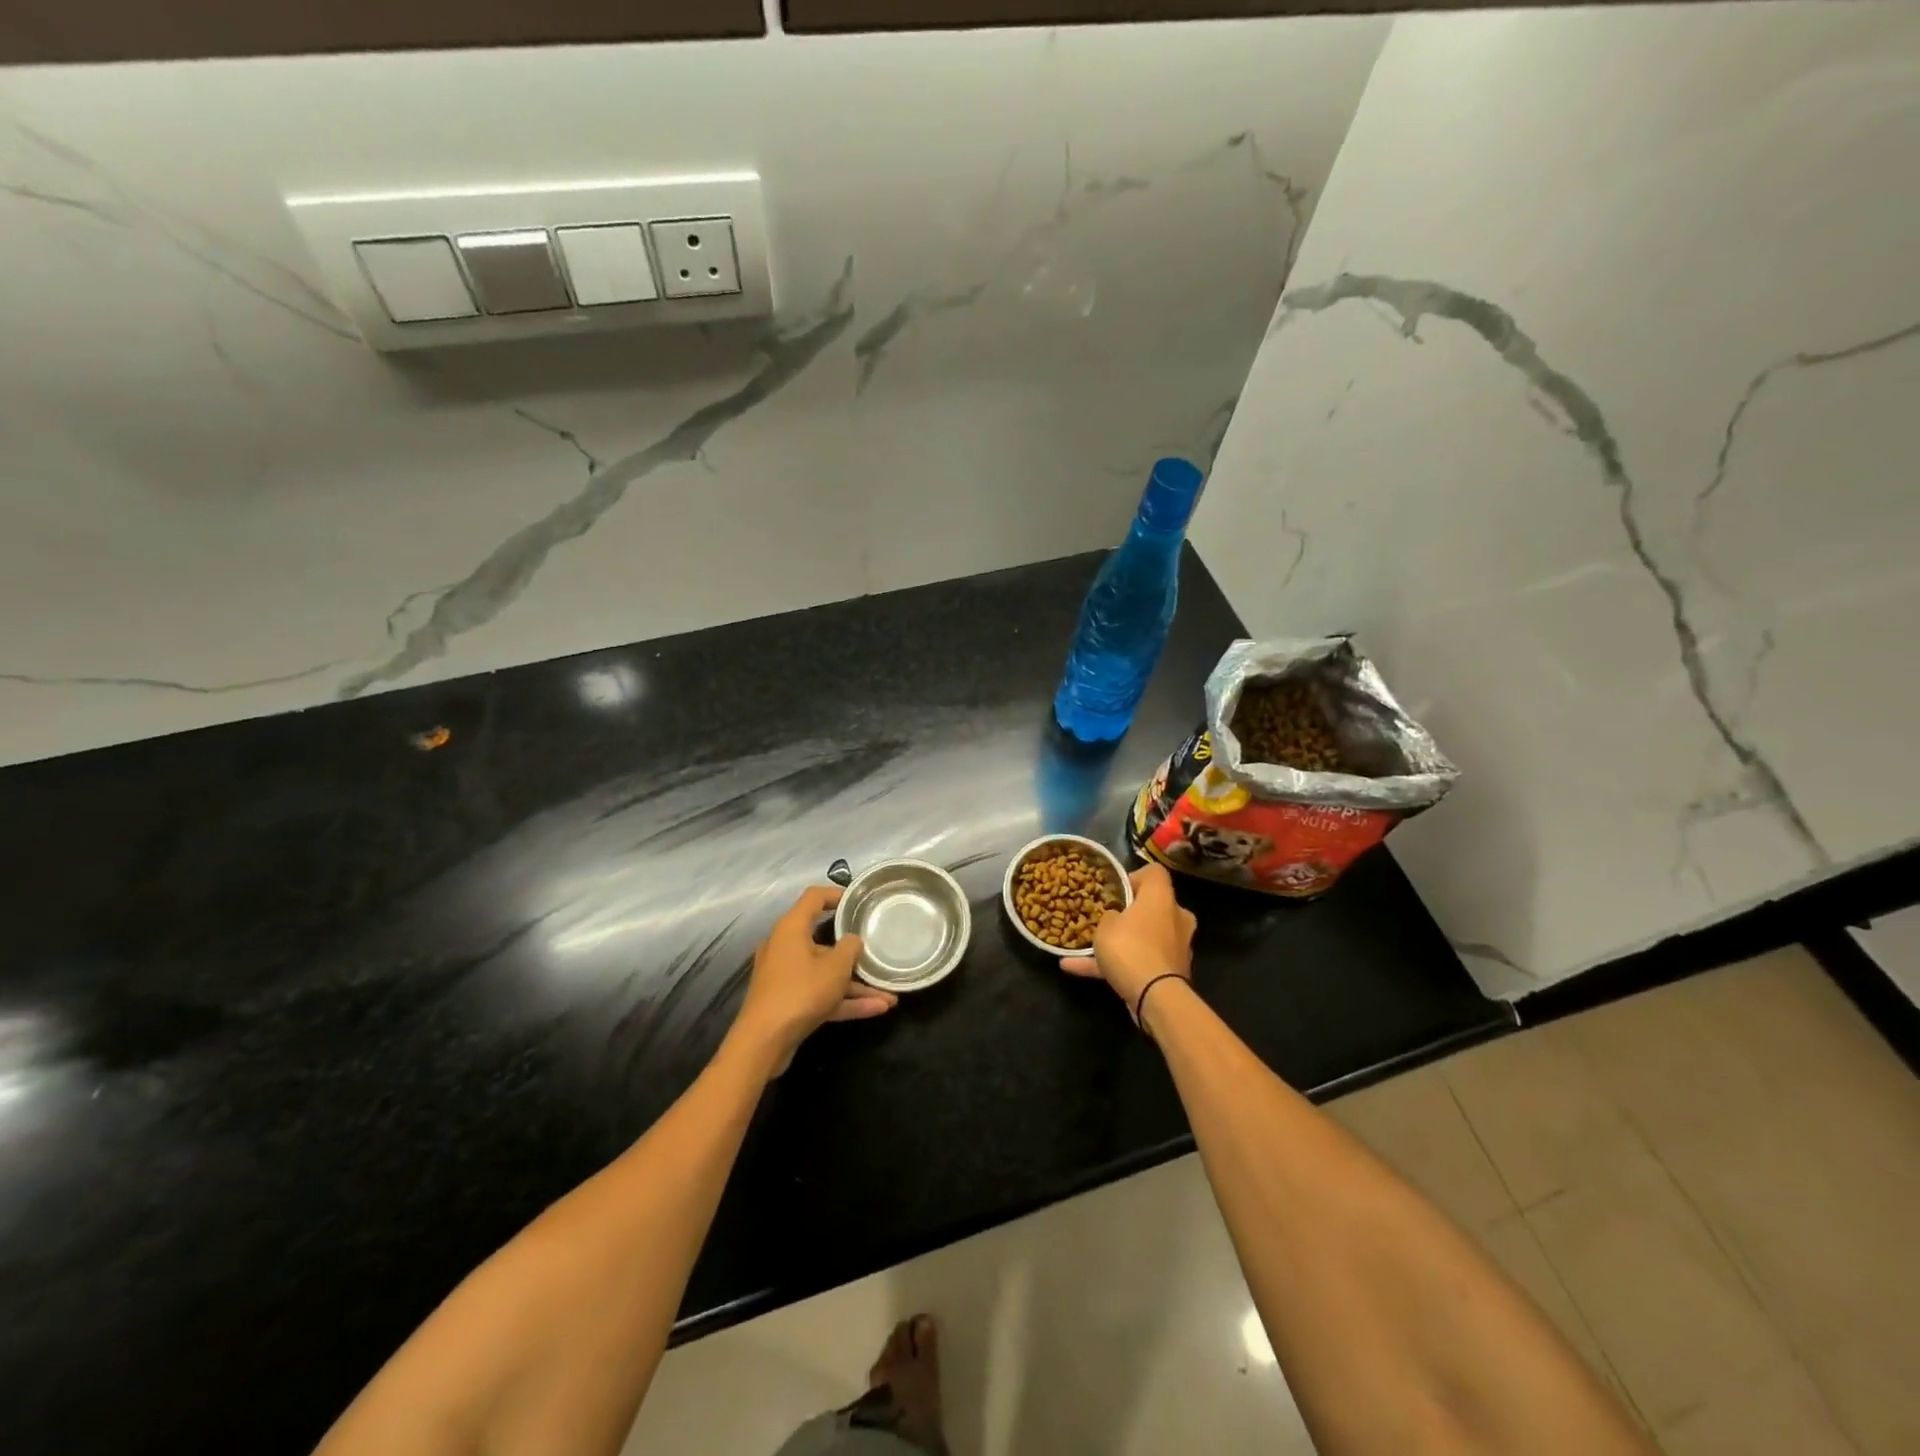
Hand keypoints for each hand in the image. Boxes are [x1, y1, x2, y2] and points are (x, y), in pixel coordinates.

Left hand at [732, 886, 895, 1071]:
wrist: (763, 1043)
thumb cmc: (800, 992)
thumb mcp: (835, 968)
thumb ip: (850, 948)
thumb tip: (853, 940)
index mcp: (791, 929)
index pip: (814, 898)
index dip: (836, 895)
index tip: (859, 901)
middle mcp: (785, 947)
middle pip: (823, 940)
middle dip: (853, 952)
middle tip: (877, 951)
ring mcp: (786, 976)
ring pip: (825, 973)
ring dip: (855, 984)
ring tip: (889, 994)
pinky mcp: (788, 1001)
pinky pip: (820, 994)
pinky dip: (844, 1000)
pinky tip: (876, 1009)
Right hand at [1060, 862, 1195, 1020]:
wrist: (1155, 996)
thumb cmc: (1130, 947)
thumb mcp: (1105, 924)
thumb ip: (1108, 915)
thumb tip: (1114, 917)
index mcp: (1162, 897)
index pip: (1154, 873)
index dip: (1133, 877)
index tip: (1113, 890)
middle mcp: (1176, 917)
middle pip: (1152, 906)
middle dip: (1129, 913)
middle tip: (1104, 918)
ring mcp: (1176, 946)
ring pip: (1144, 937)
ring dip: (1119, 942)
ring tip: (1083, 947)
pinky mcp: (1171, 972)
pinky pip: (1140, 962)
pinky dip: (1115, 965)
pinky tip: (1075, 969)